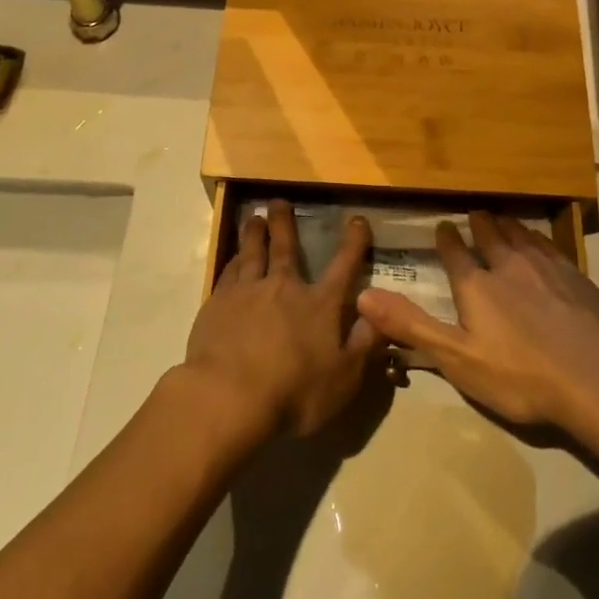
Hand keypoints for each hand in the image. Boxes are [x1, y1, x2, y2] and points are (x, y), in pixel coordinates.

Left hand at [183, 201, 383, 438]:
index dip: (353, 242)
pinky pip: (228, 272)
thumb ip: (364, 345)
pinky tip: (233, 257)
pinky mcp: (217, 303)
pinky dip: (233, 259)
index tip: (356, 220)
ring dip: (255, 233)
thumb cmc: (293, 393)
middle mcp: (284, 287)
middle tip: (279, 202)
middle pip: (286, 247)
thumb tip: (381, 315)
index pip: (343, 266)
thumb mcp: (344, 378)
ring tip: (254, 218)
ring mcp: (247, 292)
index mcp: (319, 304)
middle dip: (285, 223)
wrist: (229, 396)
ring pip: (252, 252)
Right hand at [356, 212, 598, 453]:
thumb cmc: (520, 375)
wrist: (596, 378)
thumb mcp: (457, 358)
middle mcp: (509, 267)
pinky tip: (542, 242)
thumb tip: (362, 296)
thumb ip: (411, 326)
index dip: (448, 240)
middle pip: (492, 238)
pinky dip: (539, 238)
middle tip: (475, 211)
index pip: (456, 254)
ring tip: (504, 218)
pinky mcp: (576, 278)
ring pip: (523, 237)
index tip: (443, 226)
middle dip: (481, 224)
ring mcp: (546, 269)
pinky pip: (551, 247)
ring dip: (510, 226)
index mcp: (477, 286)